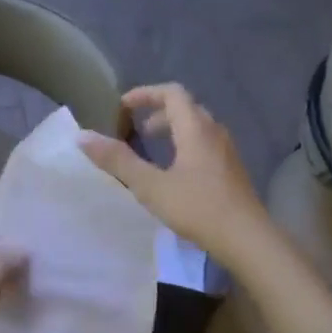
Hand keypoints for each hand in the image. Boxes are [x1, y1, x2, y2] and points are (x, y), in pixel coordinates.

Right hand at [80, 84, 268, 269]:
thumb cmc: (198, 207)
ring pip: (197, 127)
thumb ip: (118, 160)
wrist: (248, 239)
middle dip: (158, 112)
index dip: (146, 93)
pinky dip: (185, 145)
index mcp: (196, 128)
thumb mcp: (151, 186)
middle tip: (135, 129)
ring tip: (152, 150)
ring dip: (172, 130)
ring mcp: (227, 152)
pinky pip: (205, 144)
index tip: (123, 106)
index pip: (172, 93)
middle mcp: (214, 132)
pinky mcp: (232, 171)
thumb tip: (83, 137)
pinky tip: (175, 174)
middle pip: (185, 108)